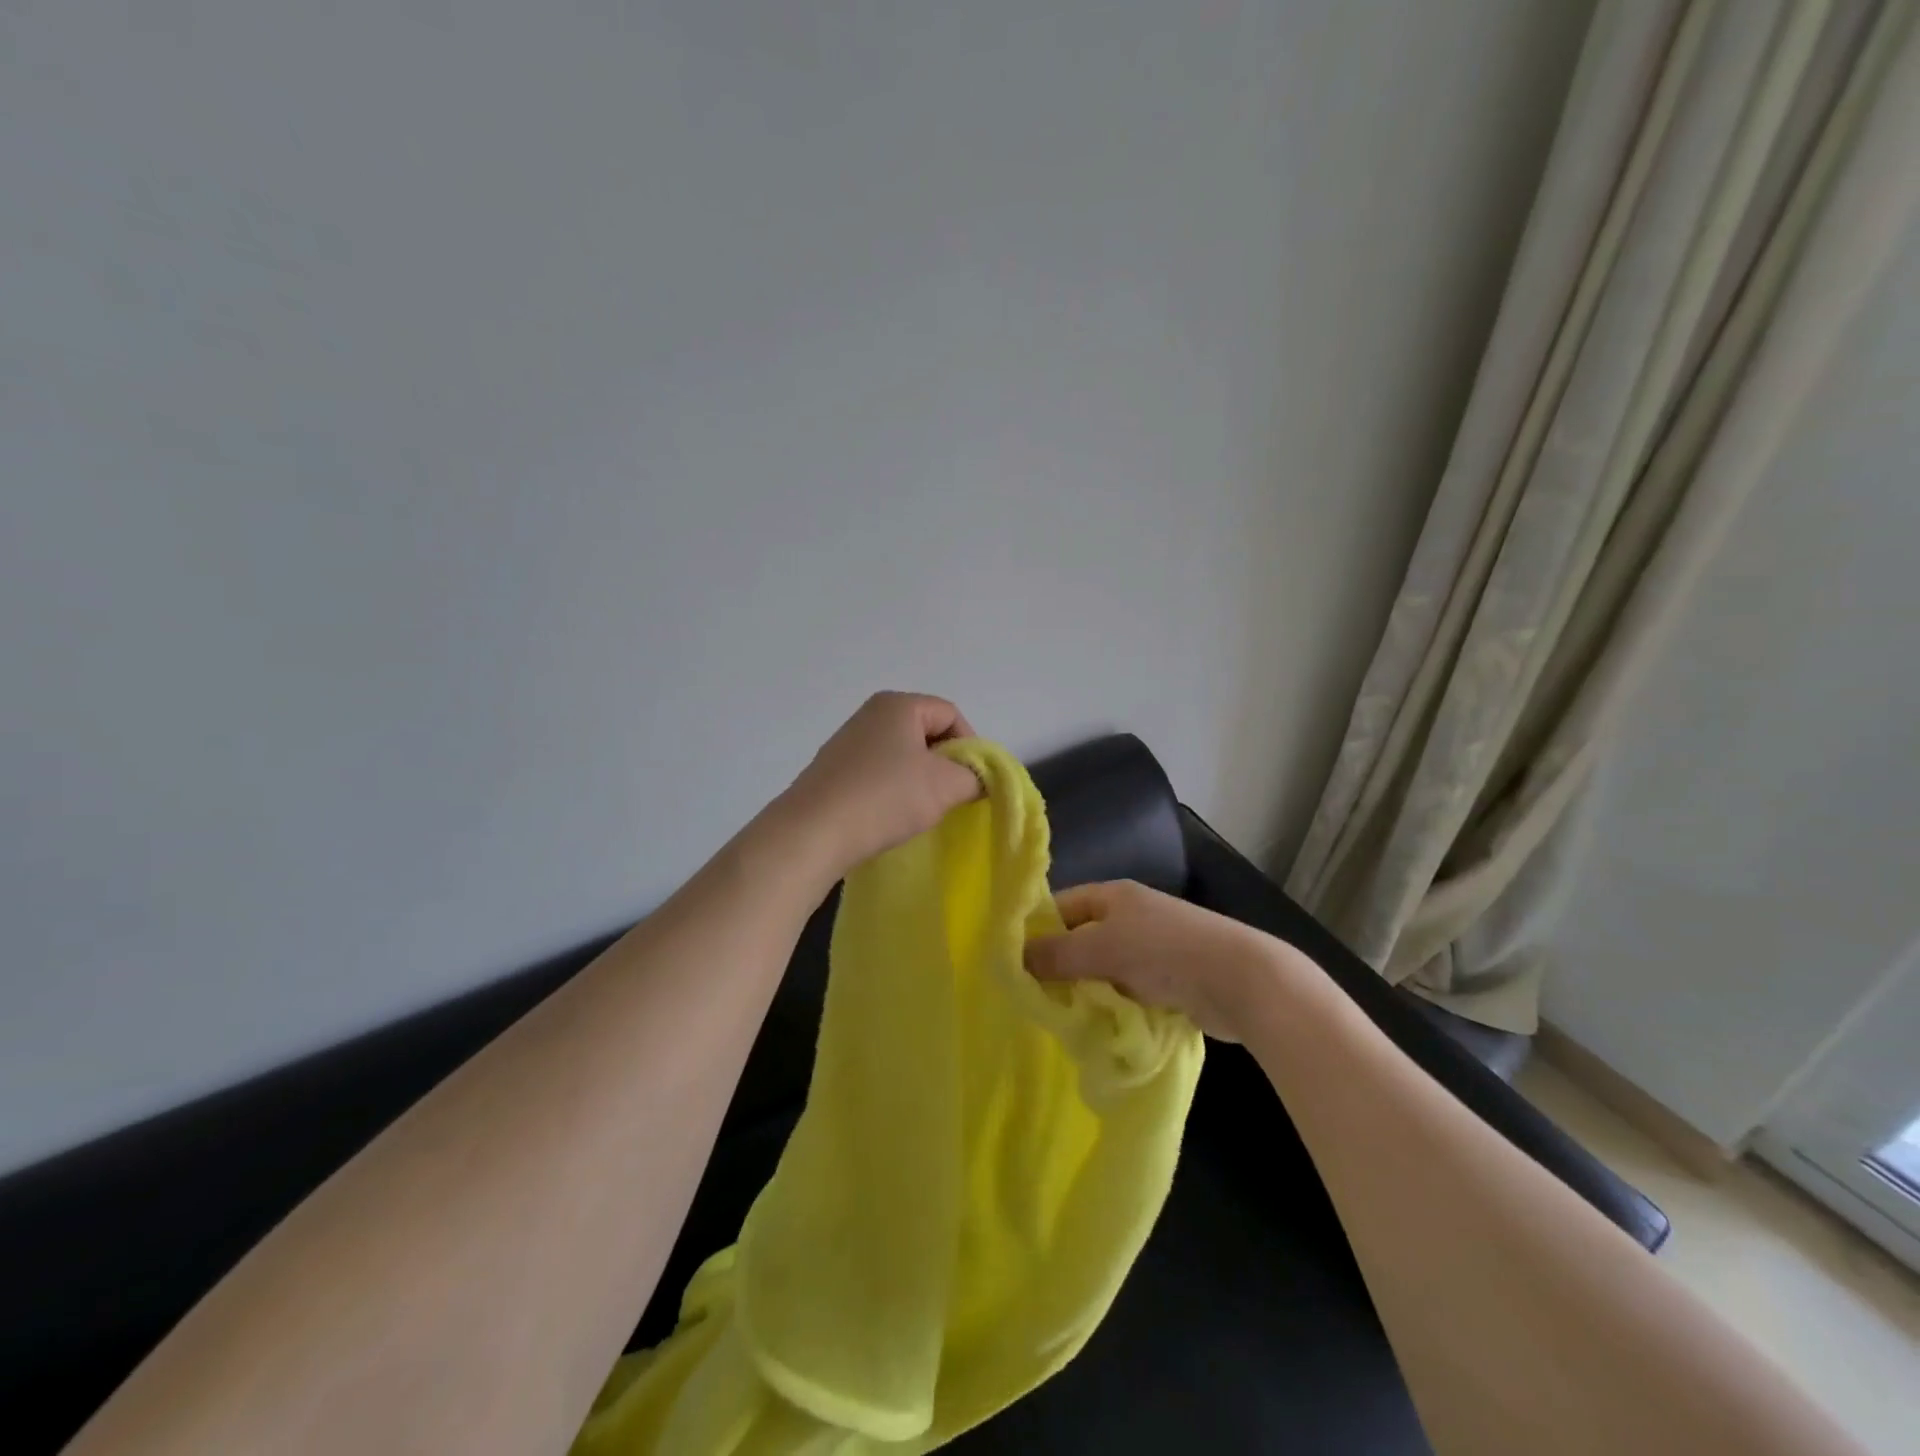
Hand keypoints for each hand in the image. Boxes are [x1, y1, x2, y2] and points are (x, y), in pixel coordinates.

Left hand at [777, 692, 982, 876]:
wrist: (813, 832)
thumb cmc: (885, 797)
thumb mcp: (945, 786)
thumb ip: (974, 777)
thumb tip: (978, 779)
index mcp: (898, 705)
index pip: (951, 714)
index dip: (970, 746)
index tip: (971, 782)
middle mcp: (870, 714)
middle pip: (926, 733)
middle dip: (944, 765)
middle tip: (950, 798)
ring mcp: (847, 742)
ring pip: (902, 756)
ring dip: (919, 781)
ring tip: (919, 811)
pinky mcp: (833, 771)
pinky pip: (877, 773)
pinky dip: (891, 791)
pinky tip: (889, 816)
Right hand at [1024, 880, 1288, 1041]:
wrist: (1241, 980)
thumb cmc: (1164, 951)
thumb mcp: (1101, 948)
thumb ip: (1057, 954)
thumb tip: (1014, 958)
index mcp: (1114, 896)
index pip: (1062, 905)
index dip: (1038, 929)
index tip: (1014, 963)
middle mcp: (1132, 916)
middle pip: (1082, 938)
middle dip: (1061, 966)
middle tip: (1035, 997)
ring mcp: (1153, 948)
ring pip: (1104, 969)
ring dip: (1088, 991)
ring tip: (1063, 1017)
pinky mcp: (1171, 980)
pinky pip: (1129, 991)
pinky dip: (1115, 1006)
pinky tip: (1100, 1027)